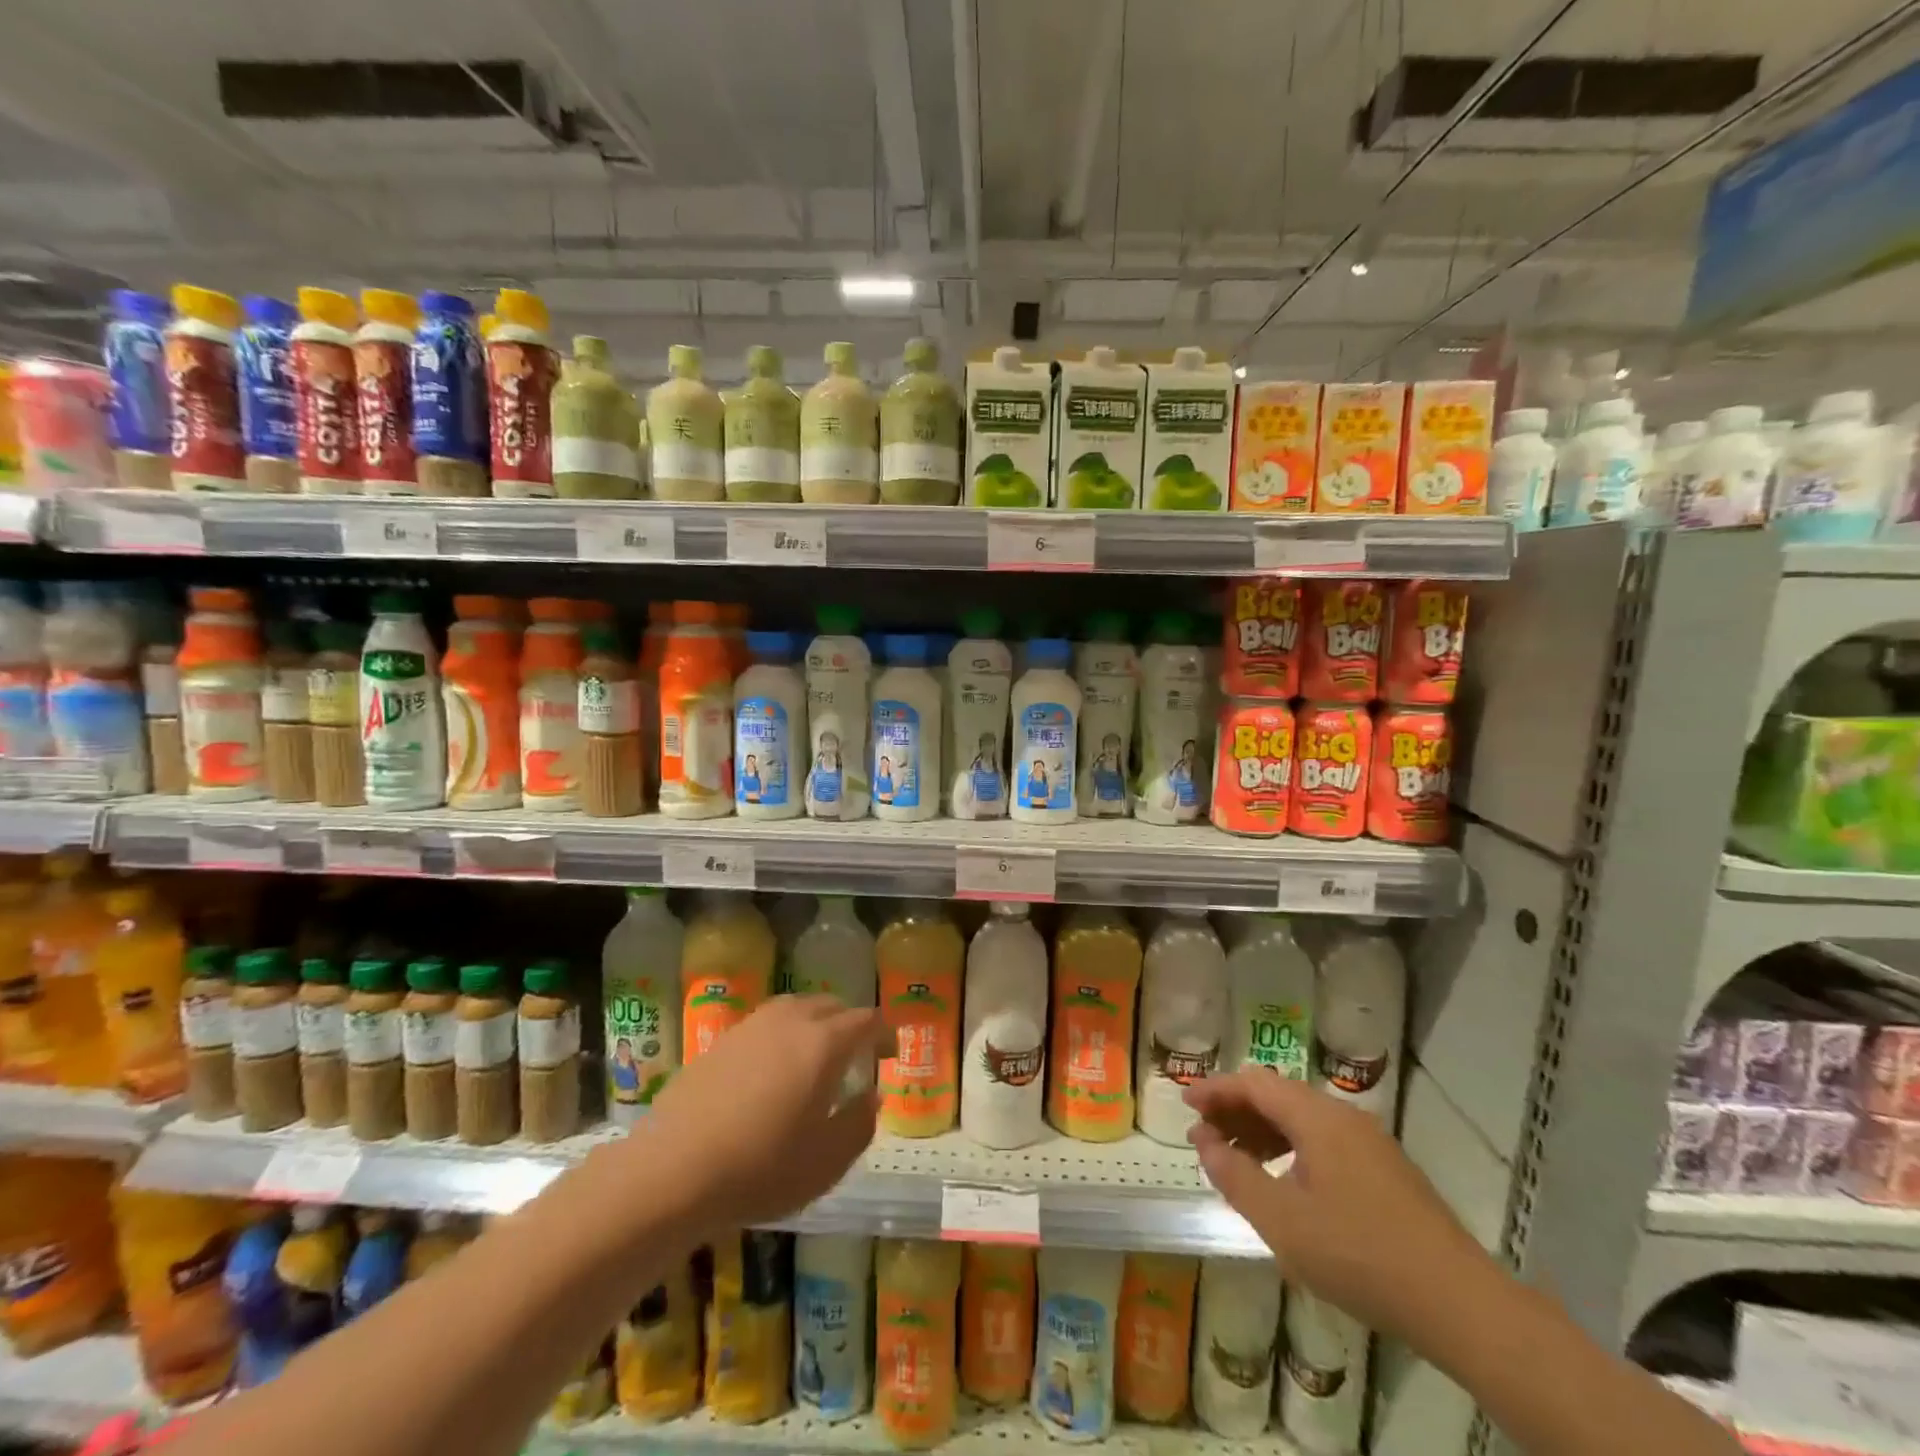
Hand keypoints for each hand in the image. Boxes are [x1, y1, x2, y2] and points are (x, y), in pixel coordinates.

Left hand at [642, 995, 890, 1228]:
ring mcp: (752, 1026)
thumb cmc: (761, 1168)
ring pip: (796, 1008)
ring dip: (814, 1023)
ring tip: (815, 1055)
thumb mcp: (828, 1161)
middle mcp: (791, 1020)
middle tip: (856, 1055)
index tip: (890, 1052)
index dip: (884, 1033)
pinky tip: (772, 1068)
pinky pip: (766, 1024)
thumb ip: (860, 1123)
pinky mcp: (721, 1040)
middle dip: (850, 1024)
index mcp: (824, 1042)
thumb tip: (872, 1095)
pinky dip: (781, 1035)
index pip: (866, 1020)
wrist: (673, 1170)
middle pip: (831, 1005)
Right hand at [1183, 1070, 1499, 1341]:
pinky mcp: (1386, 1171)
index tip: (1184, 1102)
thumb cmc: (1360, 1255)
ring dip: (1261, 1131)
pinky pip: (1323, 1141)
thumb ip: (1235, 1175)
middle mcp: (1343, 1117)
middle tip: (1203, 1134)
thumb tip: (1204, 1141)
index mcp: (1317, 1117)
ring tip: (1234, 1158)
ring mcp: (1370, 1143)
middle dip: (1235, 1110)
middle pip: (1277, 1096)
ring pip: (1301, 1120)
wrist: (1461, 1304)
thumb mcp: (1282, 1221)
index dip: (1215, 1088)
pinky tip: (1282, 1180)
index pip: (1254, 1083)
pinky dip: (1290, 1148)